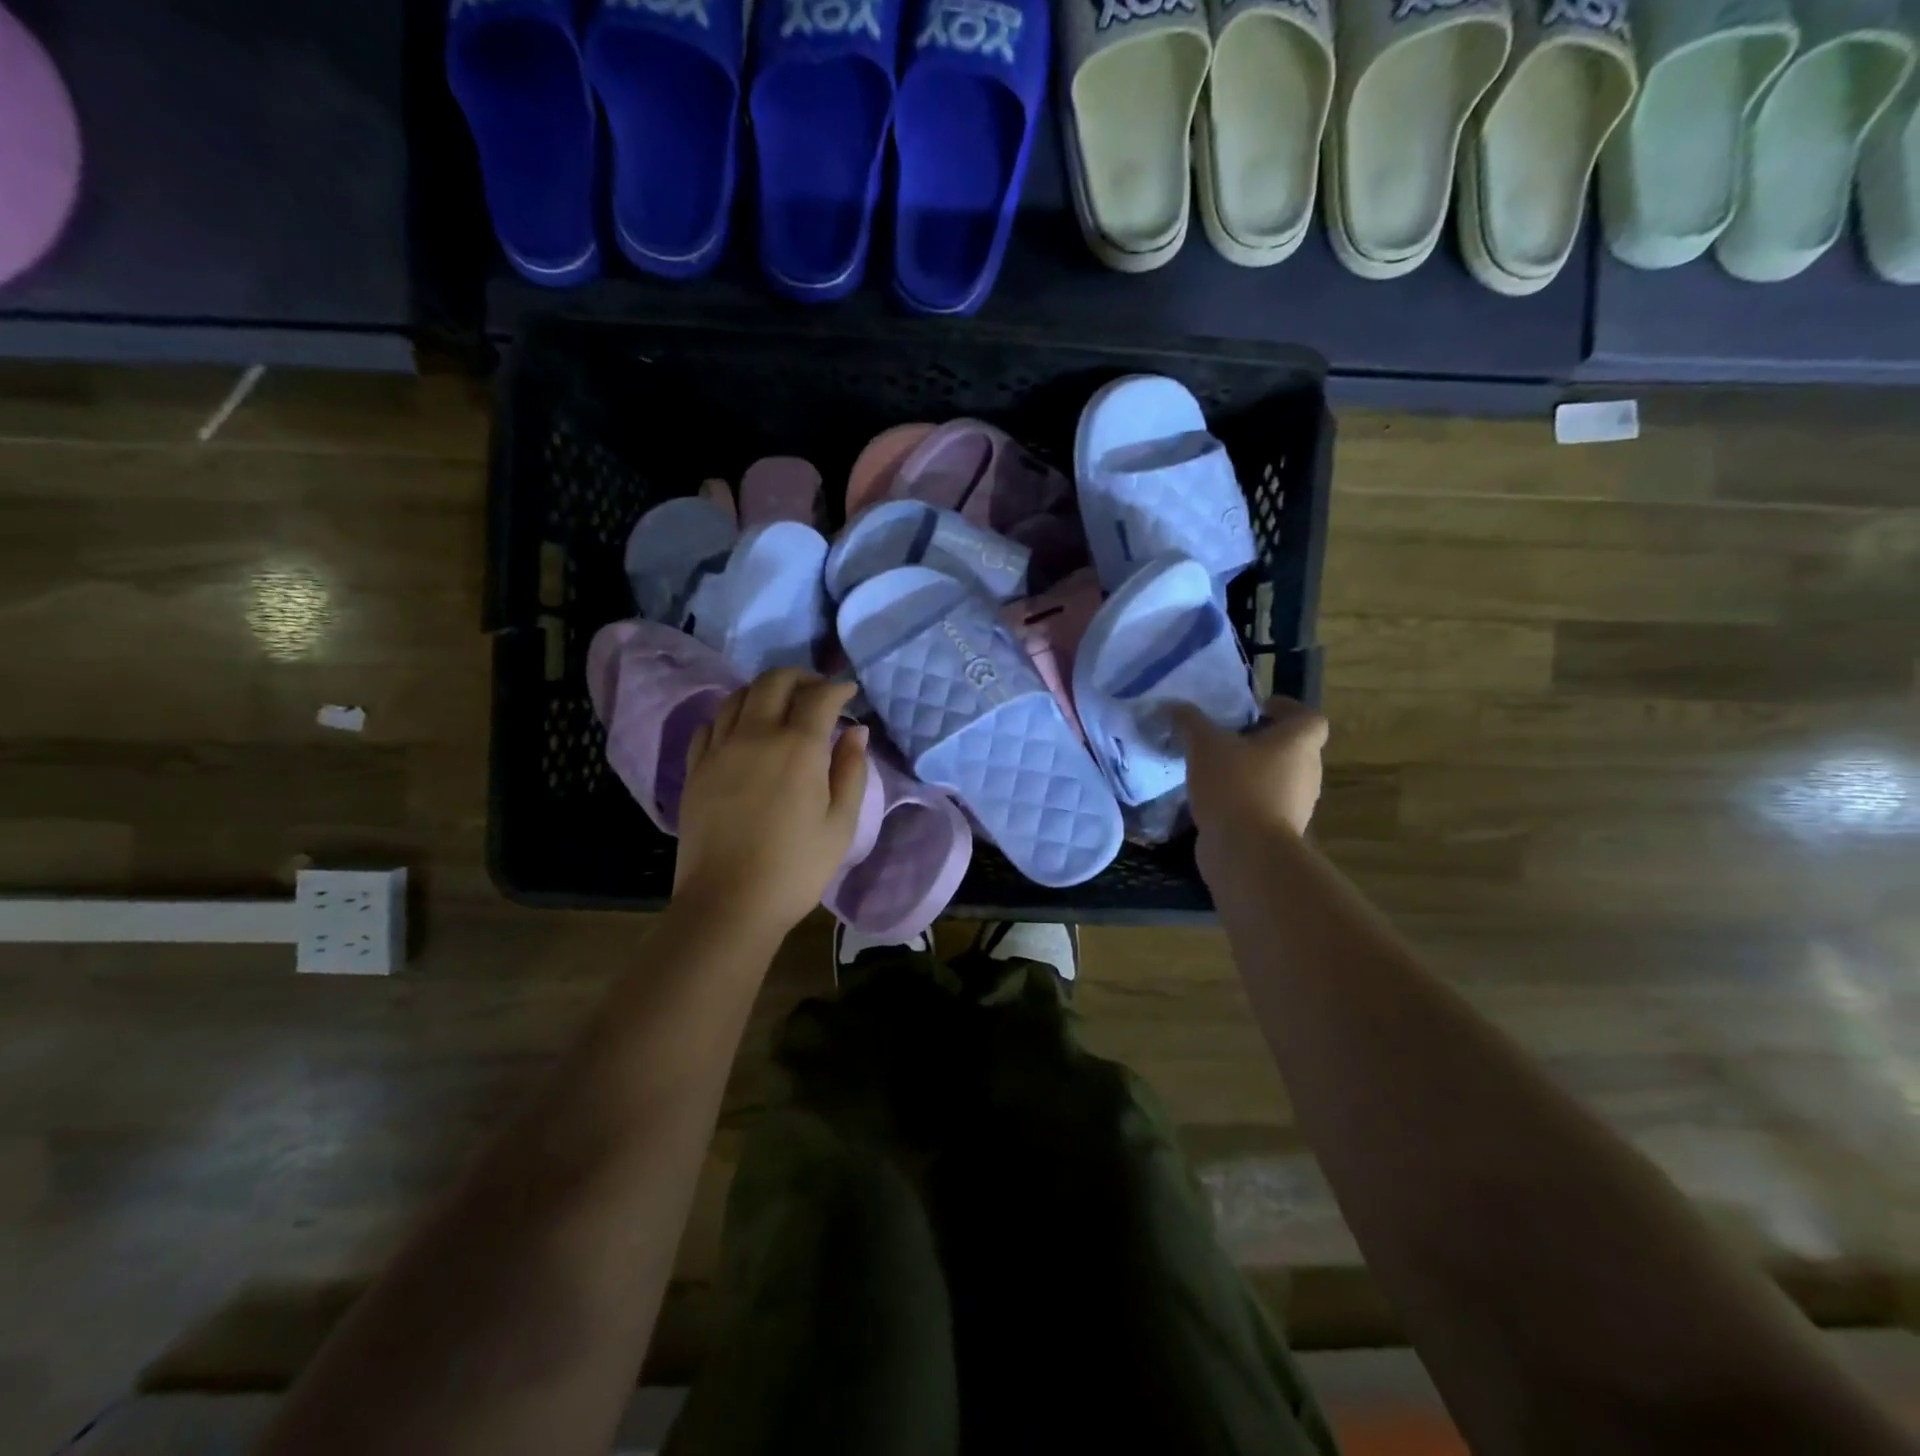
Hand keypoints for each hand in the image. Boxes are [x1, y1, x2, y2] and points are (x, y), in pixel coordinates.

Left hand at [674, 670, 869, 939]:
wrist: (729, 903)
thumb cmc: (796, 867)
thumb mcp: (841, 824)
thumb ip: (851, 770)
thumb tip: (856, 731)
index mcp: (798, 747)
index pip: (819, 697)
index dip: (838, 688)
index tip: (849, 693)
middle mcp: (756, 735)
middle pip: (773, 681)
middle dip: (800, 677)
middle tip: (816, 691)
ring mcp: (719, 749)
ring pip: (738, 696)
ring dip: (763, 691)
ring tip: (780, 706)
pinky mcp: (695, 768)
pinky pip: (710, 724)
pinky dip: (731, 716)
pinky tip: (741, 731)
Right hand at [1173, 697, 1327, 879]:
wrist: (1246, 851)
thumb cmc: (1235, 786)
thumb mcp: (1204, 745)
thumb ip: (1190, 721)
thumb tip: (1173, 705)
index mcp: (1300, 742)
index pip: (1308, 717)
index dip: (1285, 709)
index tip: (1254, 711)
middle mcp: (1308, 770)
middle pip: (1291, 747)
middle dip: (1261, 741)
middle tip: (1227, 738)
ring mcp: (1298, 803)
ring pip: (1277, 776)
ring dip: (1253, 770)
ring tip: (1216, 768)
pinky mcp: (1281, 828)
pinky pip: (1265, 803)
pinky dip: (1246, 797)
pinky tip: (1215, 798)